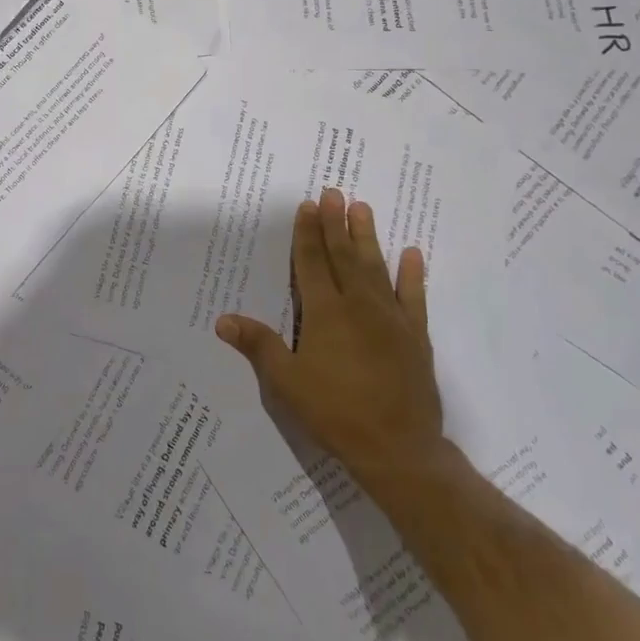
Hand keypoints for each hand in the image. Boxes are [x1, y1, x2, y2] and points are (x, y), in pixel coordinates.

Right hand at [216, 188, 455, 499]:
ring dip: (368, 237)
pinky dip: (413, 275)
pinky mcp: (416, 336)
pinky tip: (413, 253)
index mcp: (325, 314)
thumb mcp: (286, 383)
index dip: (308, 233)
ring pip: (376, 267)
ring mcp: (391, 318)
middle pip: (344, 256)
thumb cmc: (335, 412)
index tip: (308, 205)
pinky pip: (414, 297)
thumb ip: (258, 346)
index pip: (312, 263)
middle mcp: (358, 306)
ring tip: (363, 208)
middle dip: (336, 223)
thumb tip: (223, 320)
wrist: (398, 448)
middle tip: (334, 192)